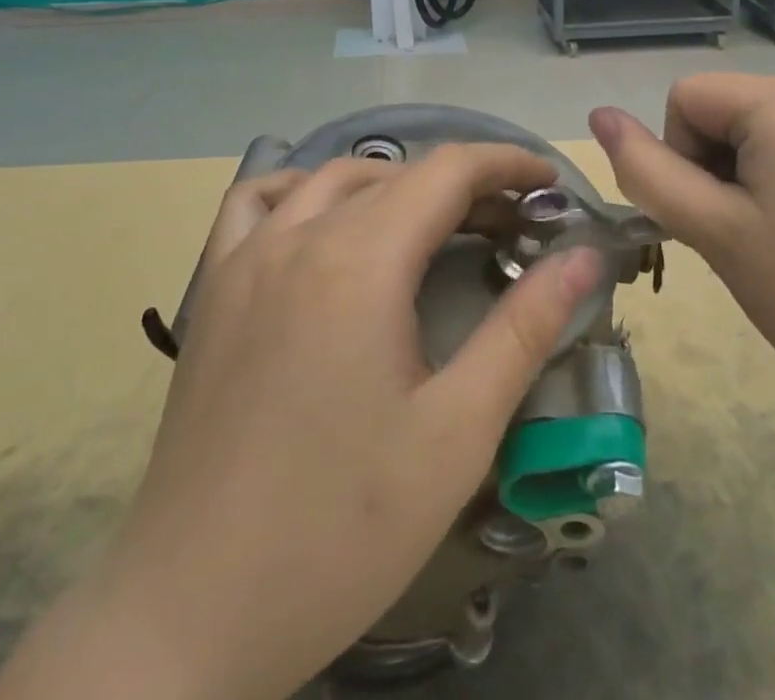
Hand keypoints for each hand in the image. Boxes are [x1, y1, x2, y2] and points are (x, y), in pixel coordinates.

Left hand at [29, 147, 605, 699]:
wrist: (192, 609)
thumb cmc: (341, 527)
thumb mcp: (456, 432)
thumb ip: (523, 329)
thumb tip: (582, 257)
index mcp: (360, 260)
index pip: (448, 172)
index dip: (505, 165)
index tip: (548, 184)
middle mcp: (299, 236)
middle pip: (396, 175)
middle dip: (462, 185)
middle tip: (509, 225)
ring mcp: (245, 257)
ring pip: (331, 180)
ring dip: (391, 183)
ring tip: (429, 224)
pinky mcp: (213, 288)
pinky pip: (258, 203)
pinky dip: (303, 190)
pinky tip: (322, 225)